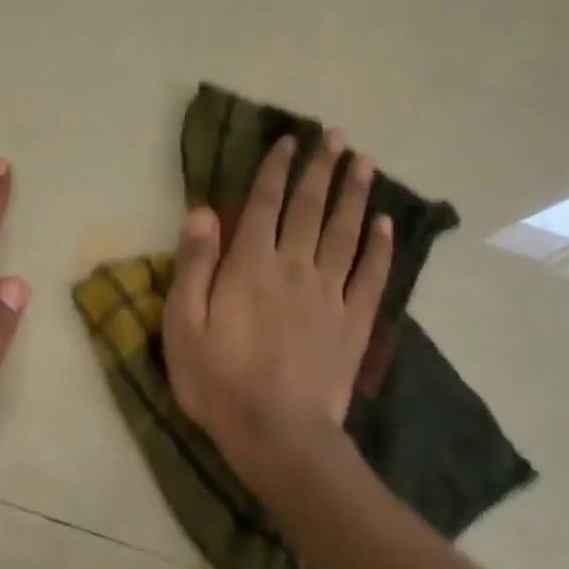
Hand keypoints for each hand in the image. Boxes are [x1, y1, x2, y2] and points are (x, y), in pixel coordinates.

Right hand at [163, 129, 391, 495]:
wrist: (278, 434)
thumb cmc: (218, 381)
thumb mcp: (183, 325)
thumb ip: (194, 265)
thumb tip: (203, 212)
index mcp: (250, 265)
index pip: (265, 204)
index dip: (276, 169)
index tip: (288, 141)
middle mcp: (294, 267)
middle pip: (310, 208)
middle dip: (321, 168)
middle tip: (336, 135)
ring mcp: (330, 294)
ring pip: (346, 232)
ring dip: (355, 194)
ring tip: (364, 162)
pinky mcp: (354, 322)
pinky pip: (371, 275)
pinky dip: (380, 247)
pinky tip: (386, 223)